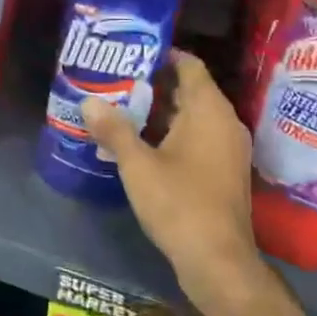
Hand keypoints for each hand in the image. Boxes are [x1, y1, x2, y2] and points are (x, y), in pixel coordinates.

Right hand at [81, 50, 259, 313]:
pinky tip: (140, 144)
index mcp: (210, 111)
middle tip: (116, 80)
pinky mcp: (223, 172)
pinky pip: (197, 139)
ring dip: (160, 112)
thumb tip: (88, 102)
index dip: (162, 54)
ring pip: (192, 117)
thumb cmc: (180, 204)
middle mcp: (225, 123)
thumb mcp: (138, 165)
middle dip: (154, 84)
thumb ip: (114, 130)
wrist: (218, 262)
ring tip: (121, 108)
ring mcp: (227, 150)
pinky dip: (171, 134)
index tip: (130, 53)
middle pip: (190, 90)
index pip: (190, 65)